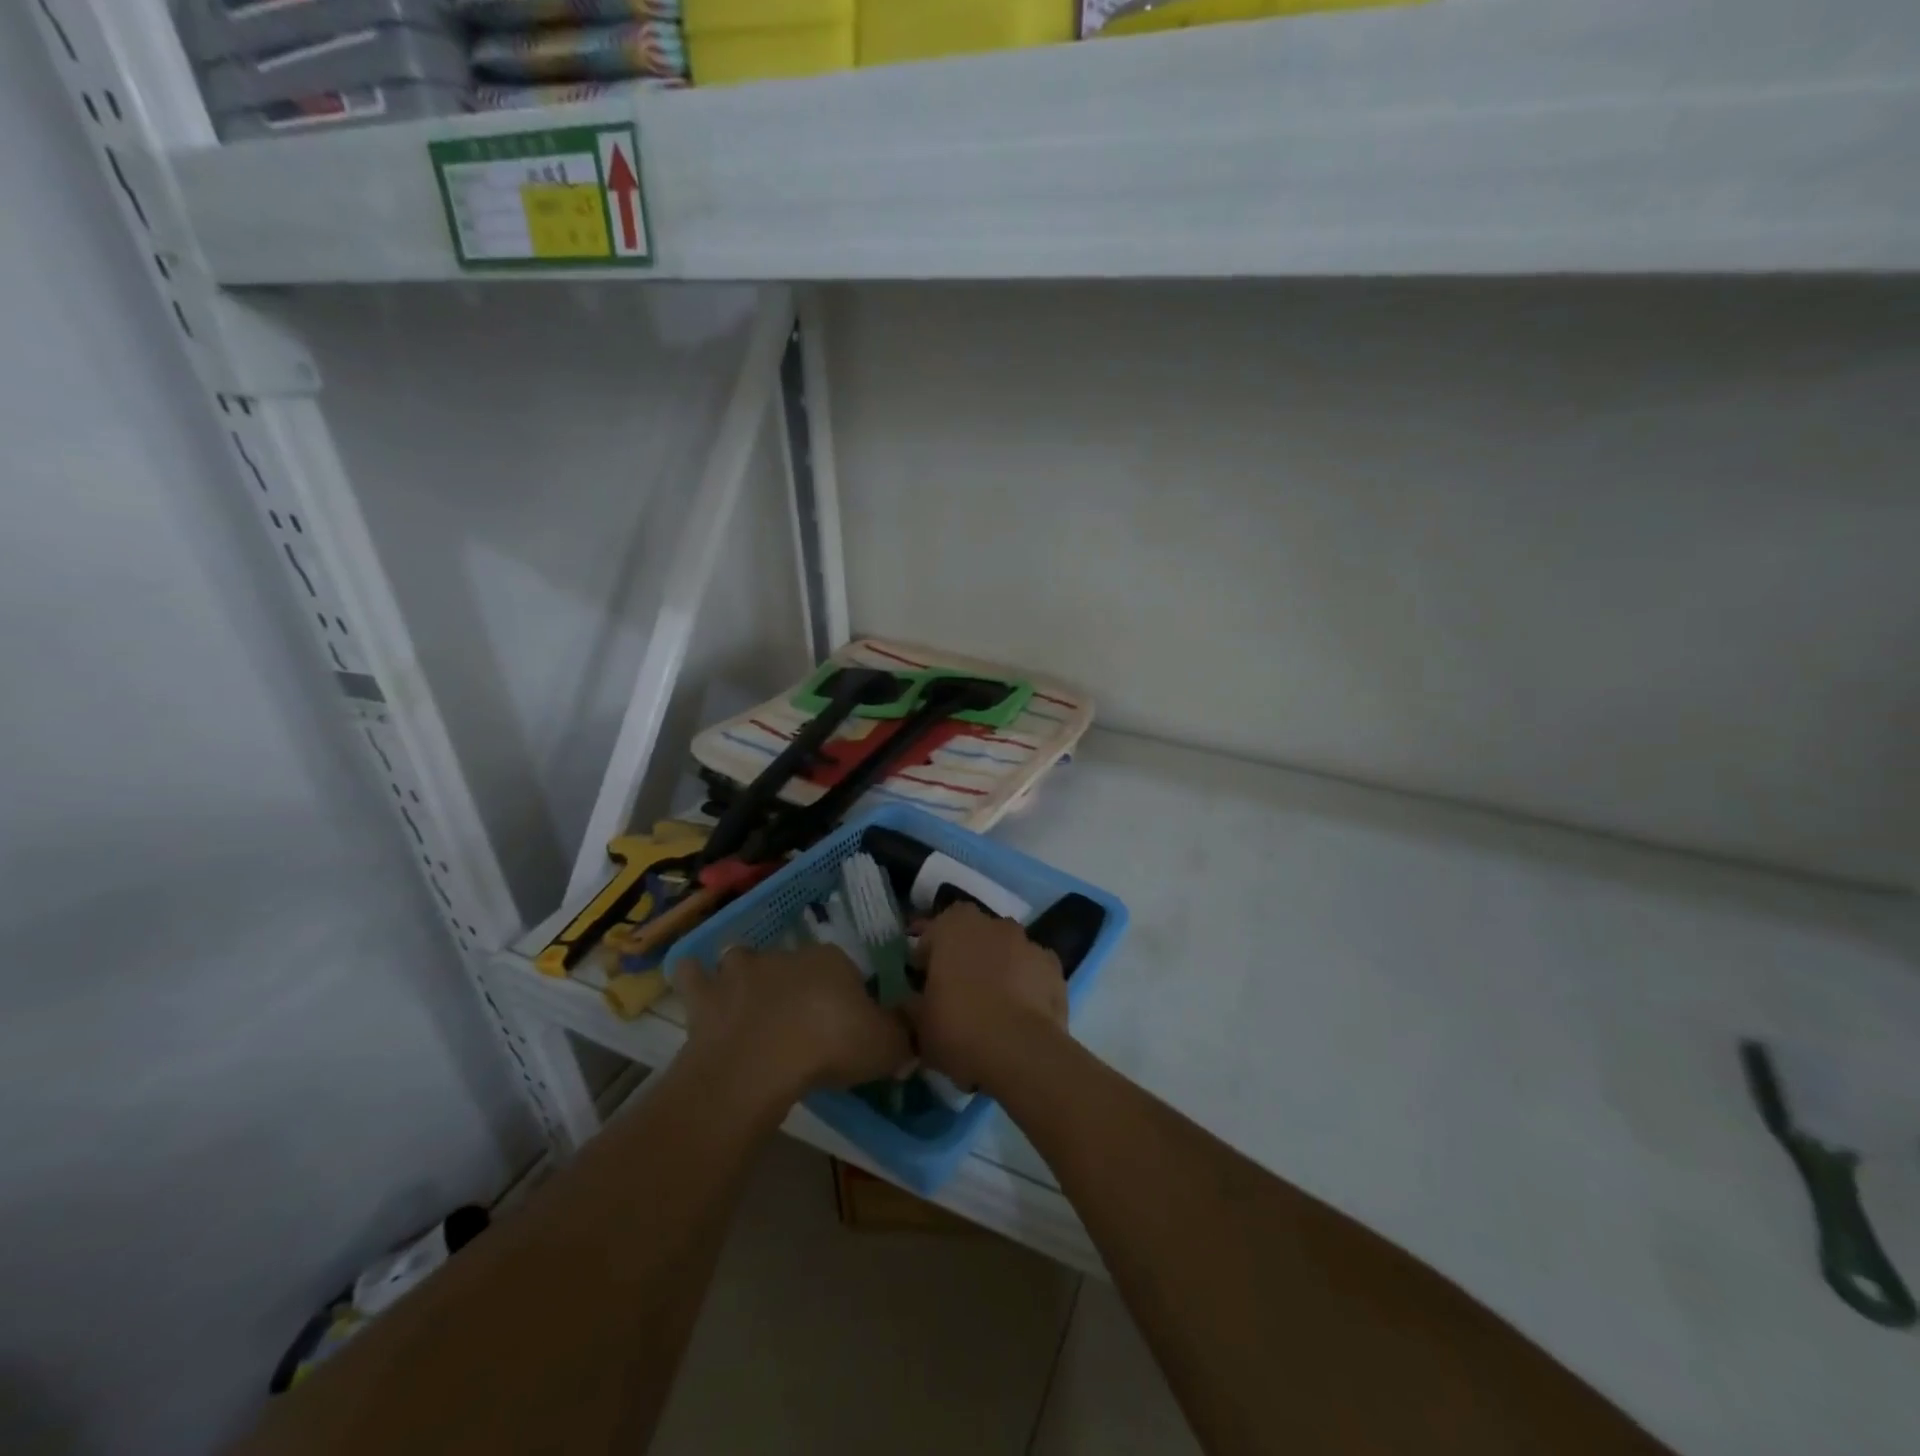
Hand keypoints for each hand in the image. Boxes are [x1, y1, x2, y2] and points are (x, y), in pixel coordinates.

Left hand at [671, 943, 911, 1098]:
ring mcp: (740, 972)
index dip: (847, 995)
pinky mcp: (705, 996)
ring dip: (744, 973)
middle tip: (801, 1021)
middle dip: (797, 984)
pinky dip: (694, 978)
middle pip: (795, 963)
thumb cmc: (829, 1046)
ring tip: (747, 997)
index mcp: (831, 960)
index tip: (848, 1024)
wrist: (759, 1063)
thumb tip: (912, 1035)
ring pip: (742, 958)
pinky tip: (697, 984)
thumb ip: (903, 1037)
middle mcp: (785, 955)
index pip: (846, 969)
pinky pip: (693, 975)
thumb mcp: (885, 1046)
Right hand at [908, 904, 1066, 1091]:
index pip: (933, 931)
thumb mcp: (918, 1023)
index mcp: (954, 925)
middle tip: (956, 993)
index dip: (927, 956)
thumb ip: (912, 1006)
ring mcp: (1028, 943)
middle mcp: (993, 923)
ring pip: (1005, 951)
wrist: (1021, 1051)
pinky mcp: (1054, 967)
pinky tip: (1020, 1014)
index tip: (922, 983)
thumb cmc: (959, 1027)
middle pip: (972, 937)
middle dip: (964, 958)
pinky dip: (1026, 984)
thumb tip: (911, 1004)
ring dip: (997, 969)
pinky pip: (1032, 971)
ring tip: (992, 1007)